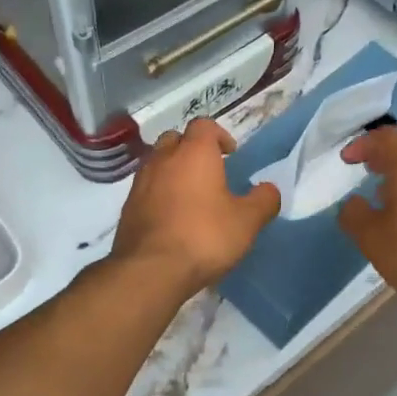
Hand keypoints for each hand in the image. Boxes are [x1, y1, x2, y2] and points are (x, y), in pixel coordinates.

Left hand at [112, 118, 280, 293]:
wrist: (150, 270)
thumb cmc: (204, 237)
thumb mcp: (247, 222)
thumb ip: (263, 200)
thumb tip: (268, 189)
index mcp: (194, 153)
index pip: (204, 125)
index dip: (219, 135)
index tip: (231, 155)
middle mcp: (163, 159)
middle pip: (176, 139)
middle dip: (192, 149)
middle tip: (209, 172)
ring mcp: (140, 182)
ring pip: (157, 163)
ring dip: (173, 172)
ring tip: (190, 197)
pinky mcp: (127, 207)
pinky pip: (146, 189)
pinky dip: (159, 194)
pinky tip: (172, 218)